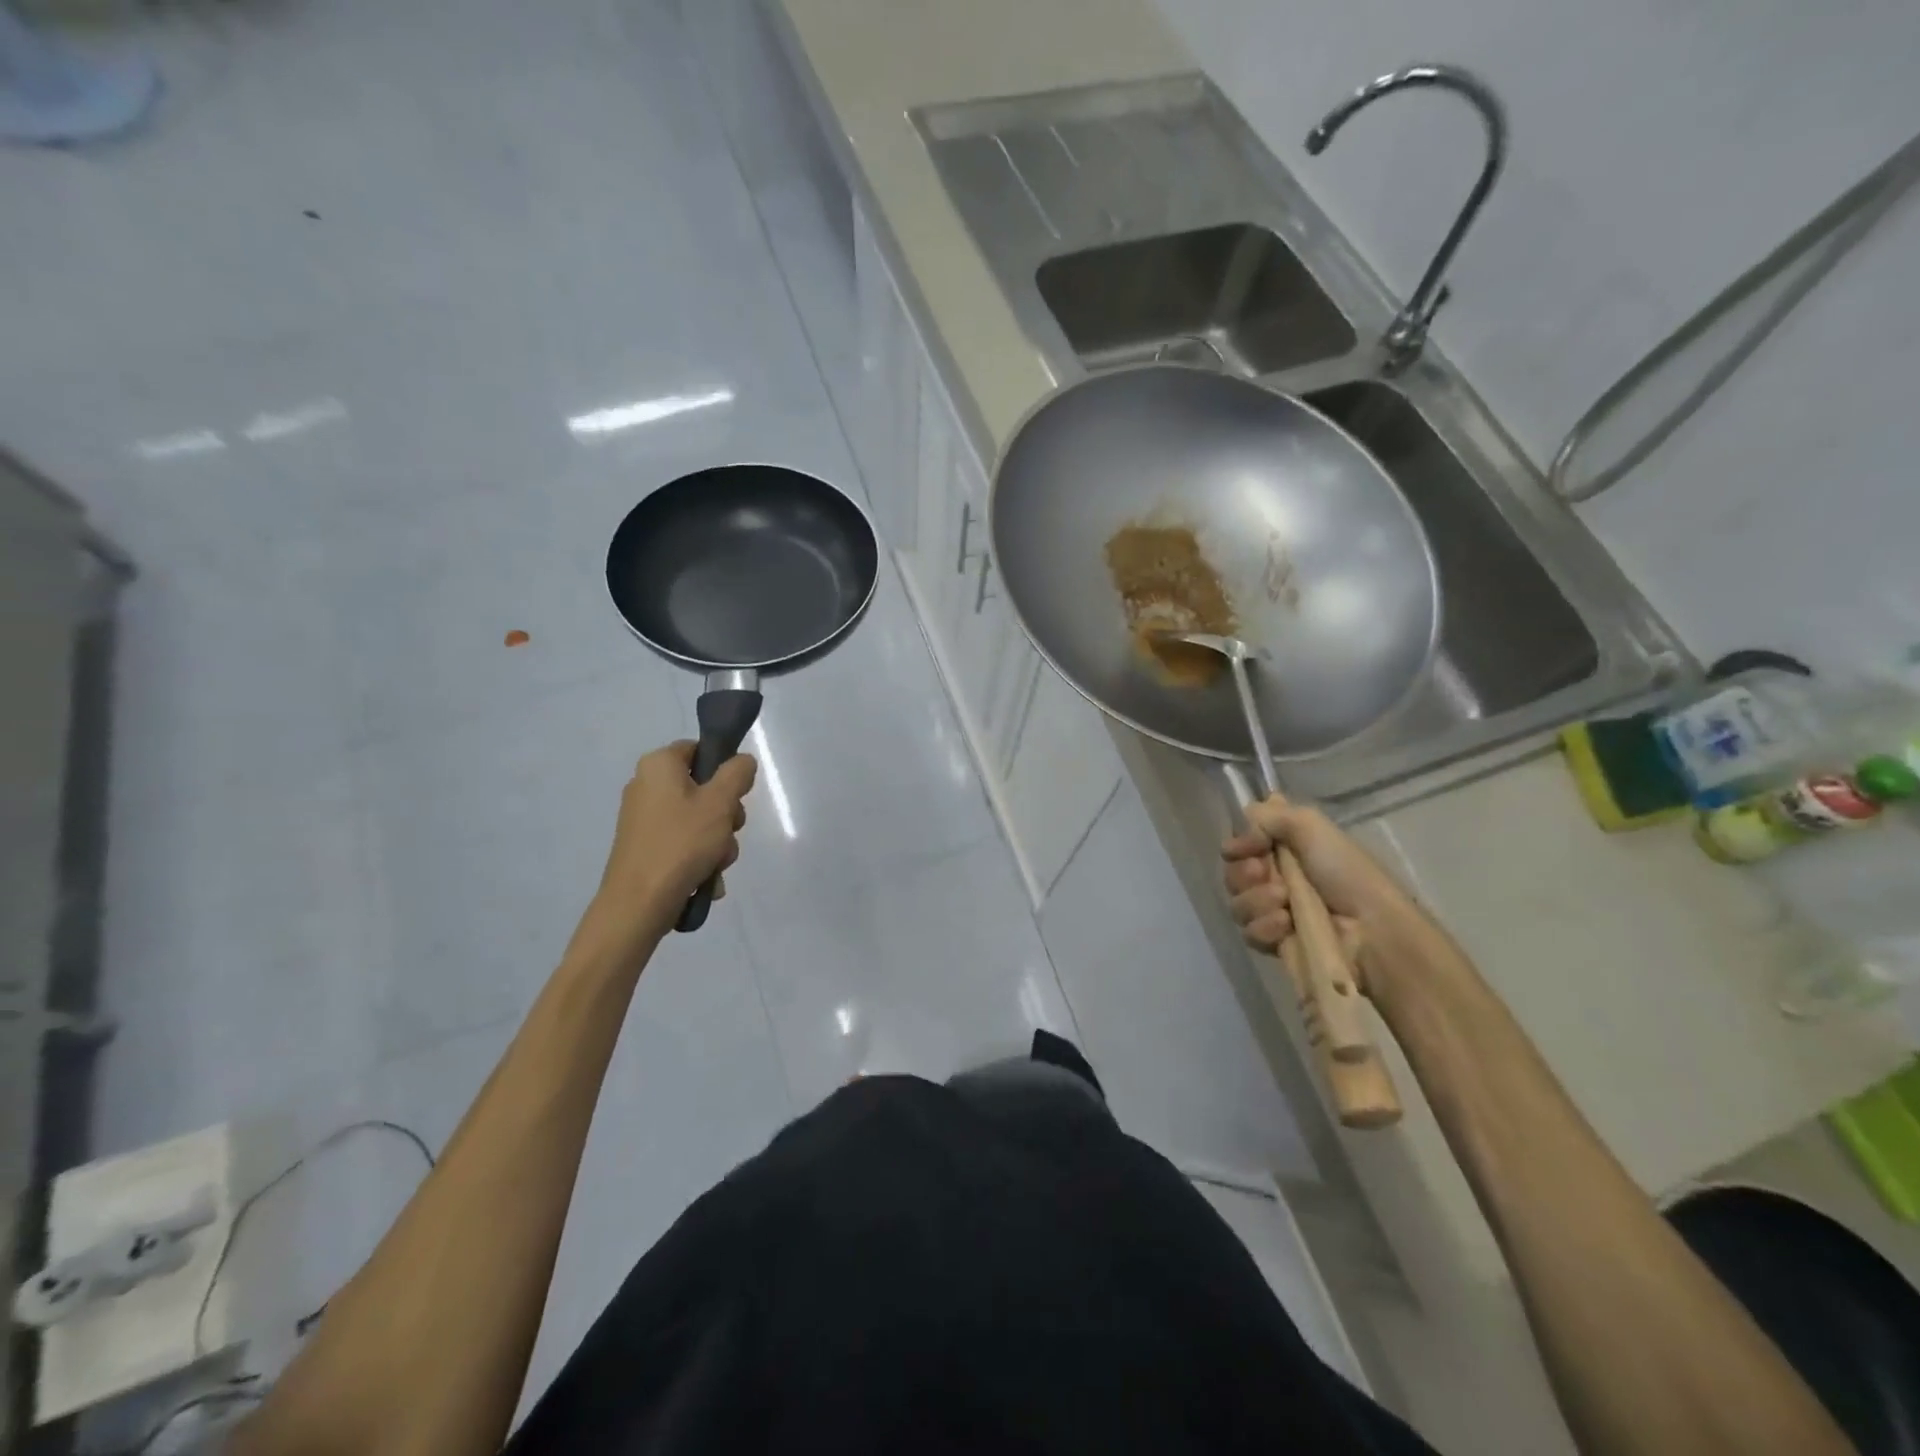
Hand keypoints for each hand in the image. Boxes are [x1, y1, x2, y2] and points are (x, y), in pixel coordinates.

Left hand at [590, 742, 755, 944]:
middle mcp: (646, 786)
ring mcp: (644, 819)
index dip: (724, 769)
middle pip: (704, 788)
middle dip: (726, 815)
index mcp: (658, 765)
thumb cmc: (681, 843)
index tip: (738, 795)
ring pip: (699, 820)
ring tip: (717, 863)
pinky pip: (684, 843)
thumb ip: (738, 773)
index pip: (700, 749)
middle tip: (729, 832)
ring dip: (718, 842)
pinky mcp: (645, 847)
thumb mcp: (720, 802)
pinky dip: (699, 858)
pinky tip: (706, 879)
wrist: (638, 903)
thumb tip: (742, 762)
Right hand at [1221, 794, 1436, 995]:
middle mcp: (1275, 878)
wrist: (1372, 929)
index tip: (1249, 847)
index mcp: (1285, 850)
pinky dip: (1265, 927)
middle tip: (1263, 873)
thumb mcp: (1311, 826)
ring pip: (1238, 904)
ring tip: (1285, 902)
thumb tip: (1243, 820)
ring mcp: (1274, 912)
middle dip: (1244, 874)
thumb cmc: (1346, 873)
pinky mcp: (1276, 943)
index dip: (1238, 846)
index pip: (1240, 845)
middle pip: (1232, 875)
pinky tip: (1286, 924)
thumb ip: (1269, 815)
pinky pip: (1250, 933)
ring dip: (1257, 900)